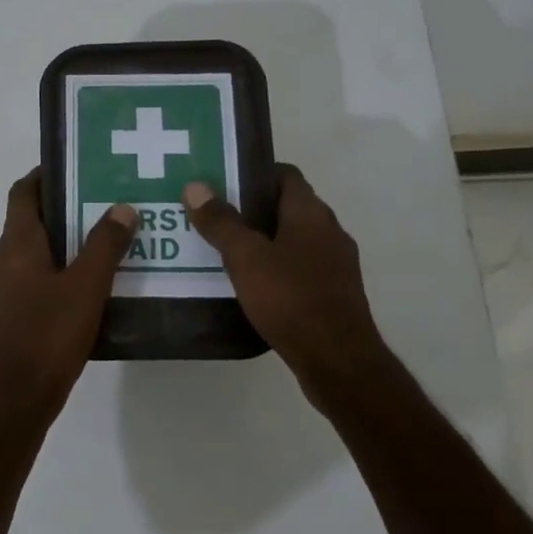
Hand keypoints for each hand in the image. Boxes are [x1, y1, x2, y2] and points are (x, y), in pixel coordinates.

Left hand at [0, 169, 135, 423]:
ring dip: (60, 249)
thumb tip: (121, 207)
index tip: (75, 168)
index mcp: (14, 245)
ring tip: (101, 251)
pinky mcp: (1, 320)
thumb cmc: (46, 337)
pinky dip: (52, 278)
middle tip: (103, 210)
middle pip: (28, 224)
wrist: (10, 403)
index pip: (23, 193)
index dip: (44, 176)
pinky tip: (83, 294)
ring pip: (30, 257)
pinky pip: (28, 285)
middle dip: (63, 214)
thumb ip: (104, 246)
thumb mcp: (85, 288)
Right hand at [183, 165, 385, 389]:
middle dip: (250, 209)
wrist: (338, 360)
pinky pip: (299, 267)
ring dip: (262, 240)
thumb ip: (220, 222)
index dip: (253, 173)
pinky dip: (275, 268)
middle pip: (286, 207)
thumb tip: (195, 186)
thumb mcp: (246, 257)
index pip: (284, 174)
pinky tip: (249, 284)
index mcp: (311, 213)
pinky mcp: (333, 293)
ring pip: (292, 239)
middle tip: (212, 215)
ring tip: (223, 250)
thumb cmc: (291, 298)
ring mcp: (335, 264)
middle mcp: (328, 231)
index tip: (221, 182)